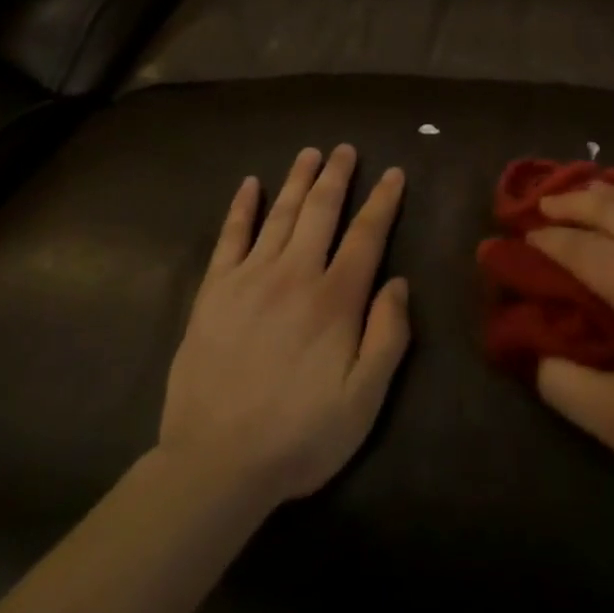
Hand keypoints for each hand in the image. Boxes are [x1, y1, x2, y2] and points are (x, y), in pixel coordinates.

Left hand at [158, 145, 409, 508]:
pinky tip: (250, 185)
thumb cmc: (299, 436)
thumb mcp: (363, 401)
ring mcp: (250, 278)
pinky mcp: (214, 290)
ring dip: (298, 179)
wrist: (214, 464)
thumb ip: (388, 337)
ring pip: (281, 213)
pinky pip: (230, 236)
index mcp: (335, 299)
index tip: (393, 173)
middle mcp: (295, 274)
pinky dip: (242, 207)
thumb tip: (398, 282)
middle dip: (337, 176)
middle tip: (346, 148)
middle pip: (321, 210)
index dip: (383, 201)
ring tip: (310, 153)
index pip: (366, 235)